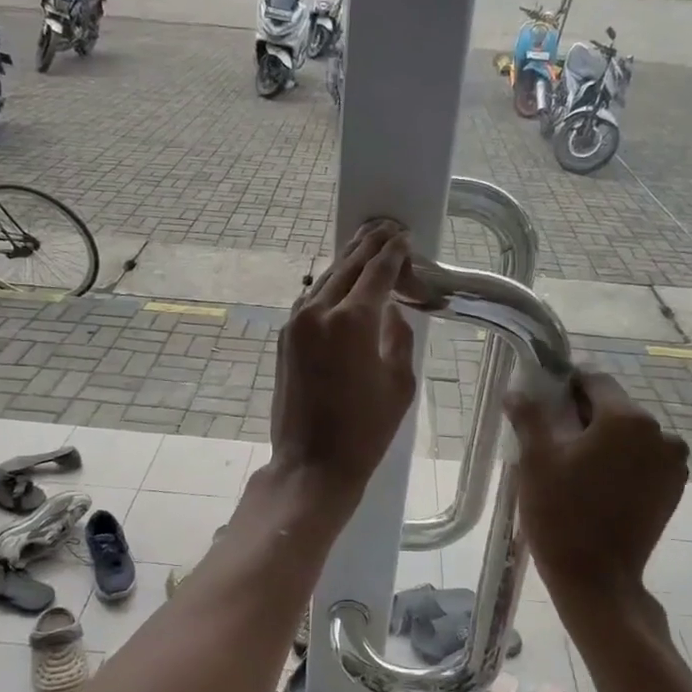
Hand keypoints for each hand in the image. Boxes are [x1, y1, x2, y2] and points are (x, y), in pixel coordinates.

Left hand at [267, 221, 417, 516]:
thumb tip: (393, 312)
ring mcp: (296, 323)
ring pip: (325, 279)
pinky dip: (330, 286)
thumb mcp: (400, 383)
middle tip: (387, 228)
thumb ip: (398, 338)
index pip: (378, 272)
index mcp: (353, 321)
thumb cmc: (366, 430)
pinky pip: (311, 300)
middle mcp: (320, 311)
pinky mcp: (285, 338)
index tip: (405, 237)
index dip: (394, 252)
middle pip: (348, 265)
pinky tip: (342, 284)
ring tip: (366, 245)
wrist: (312, 463)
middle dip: (369, 245)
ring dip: (347, 261)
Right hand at [506, 371, 687, 600]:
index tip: (544, 400)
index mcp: (627, 419)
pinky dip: (622, 461)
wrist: (597, 579)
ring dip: (604, 439)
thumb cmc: (561, 514)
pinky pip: (643, 458)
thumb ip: (529, 417)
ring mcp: (672, 463)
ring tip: (573, 465)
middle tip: (552, 438)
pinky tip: (596, 483)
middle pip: (614, 407)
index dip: (566, 385)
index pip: (595, 380)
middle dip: (584, 415)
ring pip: (629, 434)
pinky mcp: (673, 488)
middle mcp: (660, 433)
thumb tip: (516, 392)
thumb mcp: (535, 460)